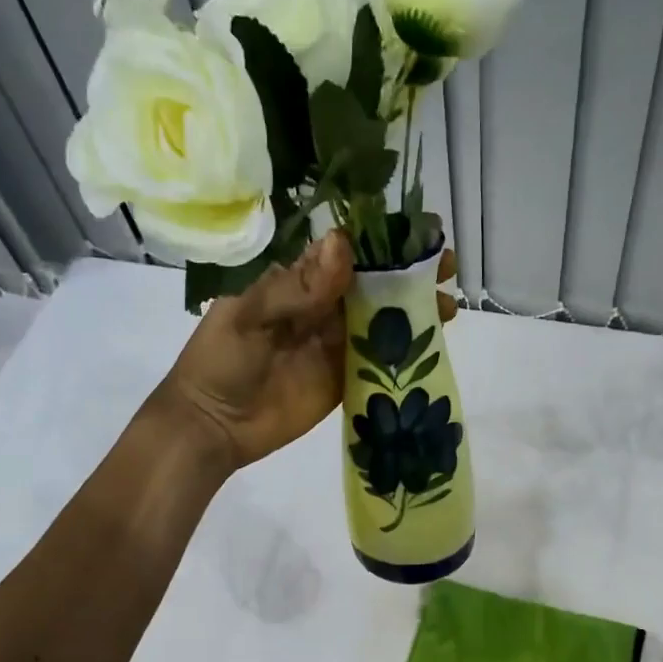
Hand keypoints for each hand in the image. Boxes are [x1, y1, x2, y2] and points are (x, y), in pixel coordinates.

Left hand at [158, 233, 459, 469]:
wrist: (213, 426)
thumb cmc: (221, 362)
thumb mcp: (250, 317)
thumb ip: (297, 288)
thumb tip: (343, 243)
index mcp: (296, 284)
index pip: (346, 254)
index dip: (383, 243)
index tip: (420, 235)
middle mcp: (322, 309)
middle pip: (373, 284)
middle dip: (410, 274)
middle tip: (446, 268)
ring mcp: (336, 345)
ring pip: (383, 319)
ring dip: (415, 311)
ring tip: (449, 306)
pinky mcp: (345, 380)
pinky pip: (380, 360)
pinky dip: (406, 352)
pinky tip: (435, 344)